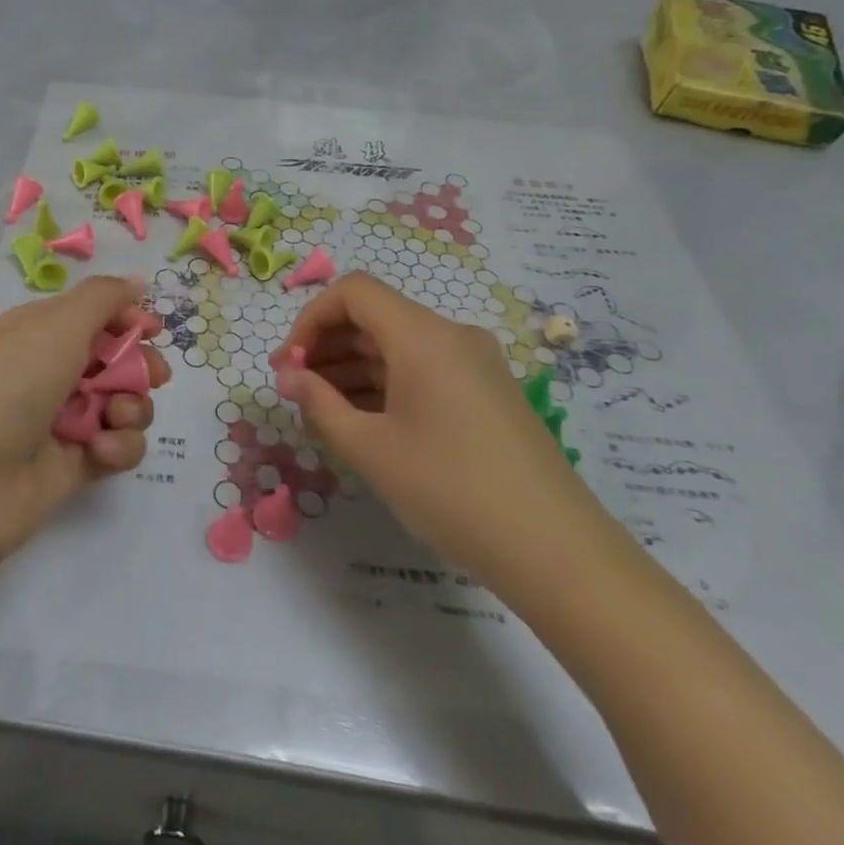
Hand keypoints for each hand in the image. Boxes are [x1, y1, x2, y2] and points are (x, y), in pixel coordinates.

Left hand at [0, 274, 171, 570]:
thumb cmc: (9, 384)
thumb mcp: (57, 325)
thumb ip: (104, 298)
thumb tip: (136, 282)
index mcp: (41, 331)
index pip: (95, 315)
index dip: (127, 320)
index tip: (153, 330)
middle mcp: (52, 371)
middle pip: (117, 361)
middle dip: (141, 367)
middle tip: (154, 377)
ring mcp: (64, 420)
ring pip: (124, 404)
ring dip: (132, 407)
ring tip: (113, 417)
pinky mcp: (75, 464)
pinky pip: (117, 446)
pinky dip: (118, 446)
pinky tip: (99, 450)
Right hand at [270, 273, 591, 580]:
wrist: (557, 551)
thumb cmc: (451, 491)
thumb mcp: (370, 449)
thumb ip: (318, 403)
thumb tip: (286, 376)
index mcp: (423, 336)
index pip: (353, 292)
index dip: (310, 319)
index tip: (288, 365)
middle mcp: (452, 336)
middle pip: (375, 317)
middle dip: (327, 346)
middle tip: (295, 390)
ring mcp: (475, 364)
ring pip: (398, 346)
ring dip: (353, 368)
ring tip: (322, 412)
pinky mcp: (487, 393)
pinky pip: (423, 370)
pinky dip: (386, 385)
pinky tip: (365, 423)